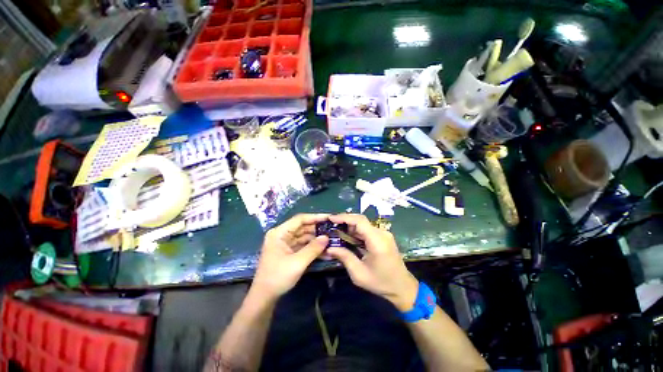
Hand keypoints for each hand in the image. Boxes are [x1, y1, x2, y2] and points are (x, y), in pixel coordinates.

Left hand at [252, 214, 329, 299]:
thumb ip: (313, 248)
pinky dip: (313, 248)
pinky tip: (325, 251)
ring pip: (305, 236)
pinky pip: (303, 245)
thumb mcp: (297, 263)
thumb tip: (327, 237)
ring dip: (317, 240)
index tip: (329, 218)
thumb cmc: (278, 277)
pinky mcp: (289, 251)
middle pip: (303, 227)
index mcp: (280, 233)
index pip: (300, 219)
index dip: (315, 217)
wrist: (264, 297)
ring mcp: (285, 243)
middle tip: (333, 230)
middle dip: (318, 229)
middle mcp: (282, 235)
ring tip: (332, 240)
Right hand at [326, 214, 418, 311]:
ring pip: (363, 224)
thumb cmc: (381, 282)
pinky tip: (347, 236)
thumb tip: (329, 247)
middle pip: (361, 220)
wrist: (402, 287)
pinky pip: (367, 229)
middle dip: (345, 220)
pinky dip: (356, 231)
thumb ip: (344, 257)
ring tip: (336, 231)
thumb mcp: (359, 274)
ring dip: (350, 226)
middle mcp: (382, 233)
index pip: (360, 221)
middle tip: (331, 224)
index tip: (331, 218)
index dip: (344, 217)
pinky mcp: (383, 236)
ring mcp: (384, 234)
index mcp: (377, 241)